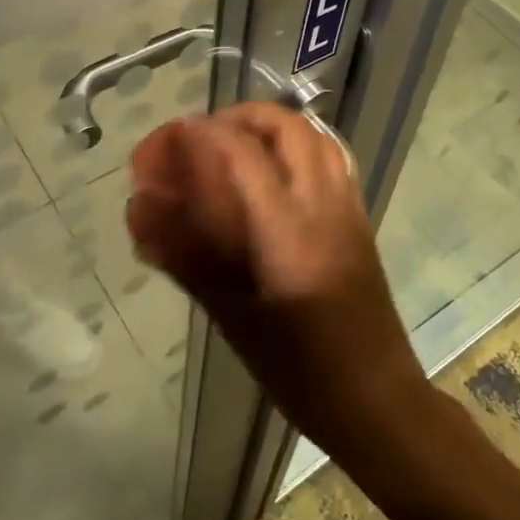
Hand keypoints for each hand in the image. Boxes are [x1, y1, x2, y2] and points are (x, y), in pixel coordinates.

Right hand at [126, 103, 430, 449]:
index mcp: (289, 235)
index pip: (240, 155)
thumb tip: (141, 211)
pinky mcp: (360, 216)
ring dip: (268, 127)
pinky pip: (330, 156)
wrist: (377, 400)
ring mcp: (349, 207)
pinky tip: (271, 173)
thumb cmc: (300, 372)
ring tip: (231, 148)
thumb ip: (187, 258)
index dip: (195, 137)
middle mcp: (324, 206)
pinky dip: (295, 145)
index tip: (161, 146)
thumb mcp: (233, 320)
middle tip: (198, 140)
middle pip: (285, 126)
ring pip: (312, 135)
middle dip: (235, 119)